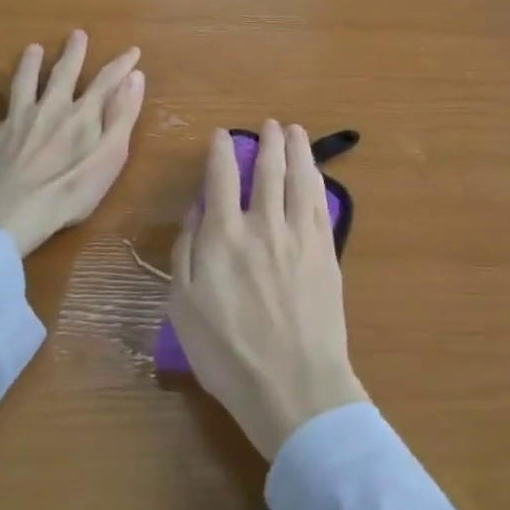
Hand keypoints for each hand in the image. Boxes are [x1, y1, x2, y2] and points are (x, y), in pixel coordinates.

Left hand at [0, 31, 145, 257]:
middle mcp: (50, 108)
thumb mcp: (111, 155)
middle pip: (63, 74)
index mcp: (82, 114)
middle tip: (76, 34)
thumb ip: (123, 116)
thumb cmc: (70, 190)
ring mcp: (16, 120)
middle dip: (73, 54)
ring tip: (33, 48)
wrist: (12, 212)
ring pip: (24, 84)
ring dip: (29, 64)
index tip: (132, 51)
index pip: (106, 82)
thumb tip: (135, 77)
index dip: (121, 65)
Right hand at [168, 122, 366, 460]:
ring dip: (296, 149)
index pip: (221, 178)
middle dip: (267, 142)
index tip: (222, 136)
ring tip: (294, 130)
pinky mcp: (325, 249)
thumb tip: (195, 212)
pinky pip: (319, 202)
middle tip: (269, 125)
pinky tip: (314, 170)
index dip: (221, 151)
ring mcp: (299, 234)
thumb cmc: (229, 355)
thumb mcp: (184, 308)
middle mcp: (263, 224)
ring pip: (298, 177)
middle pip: (267, 169)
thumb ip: (186, 253)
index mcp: (223, 237)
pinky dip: (315, 178)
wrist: (293, 384)